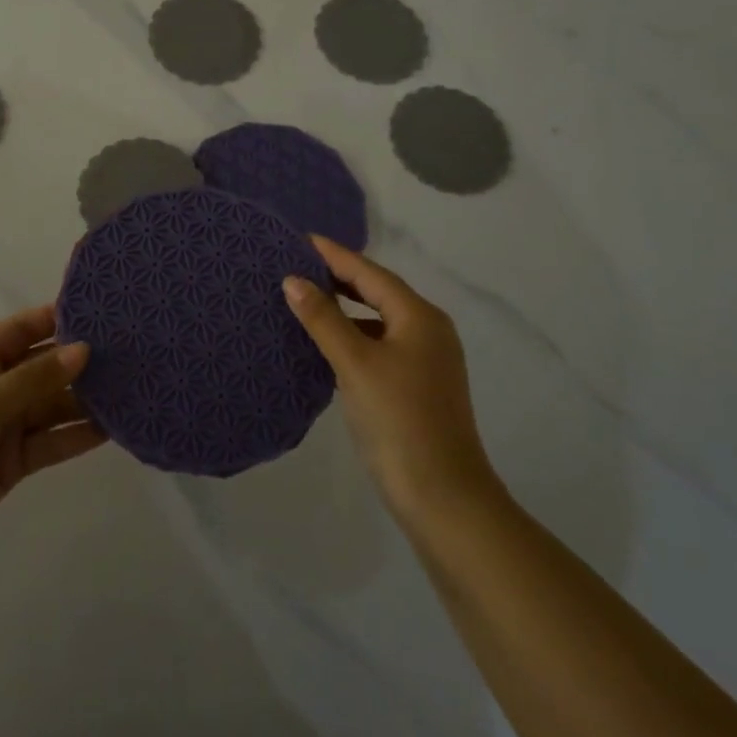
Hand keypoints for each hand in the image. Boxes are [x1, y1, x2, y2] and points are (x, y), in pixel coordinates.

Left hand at [0, 306, 106, 583]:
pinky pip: (52, 440)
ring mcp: (5, 424)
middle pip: (45, 366)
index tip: (105, 311)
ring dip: (86, 399)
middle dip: (82, 360)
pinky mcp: (15, 460)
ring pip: (53, 403)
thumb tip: (83, 349)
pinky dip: (78, 435)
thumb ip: (33, 379)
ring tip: (133, 389)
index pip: (25, 328)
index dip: (61, 318)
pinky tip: (113, 428)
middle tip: (132, 352)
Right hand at [283, 236, 500, 528]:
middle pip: (377, 292)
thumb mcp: (355, 364)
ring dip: (344, 308)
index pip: (370, 273)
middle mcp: (427, 331)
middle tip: (296, 264)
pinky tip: (326, 342)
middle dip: (338, 277)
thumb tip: (292, 279)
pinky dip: (352, 335)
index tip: (300, 239)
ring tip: (305, 297)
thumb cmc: (399, 421)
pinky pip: (379, 344)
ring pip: (377, 320)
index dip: (334, 255)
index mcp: (419, 317)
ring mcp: (425, 360)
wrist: (443, 497)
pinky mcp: (416, 385)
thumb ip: (323, 319)